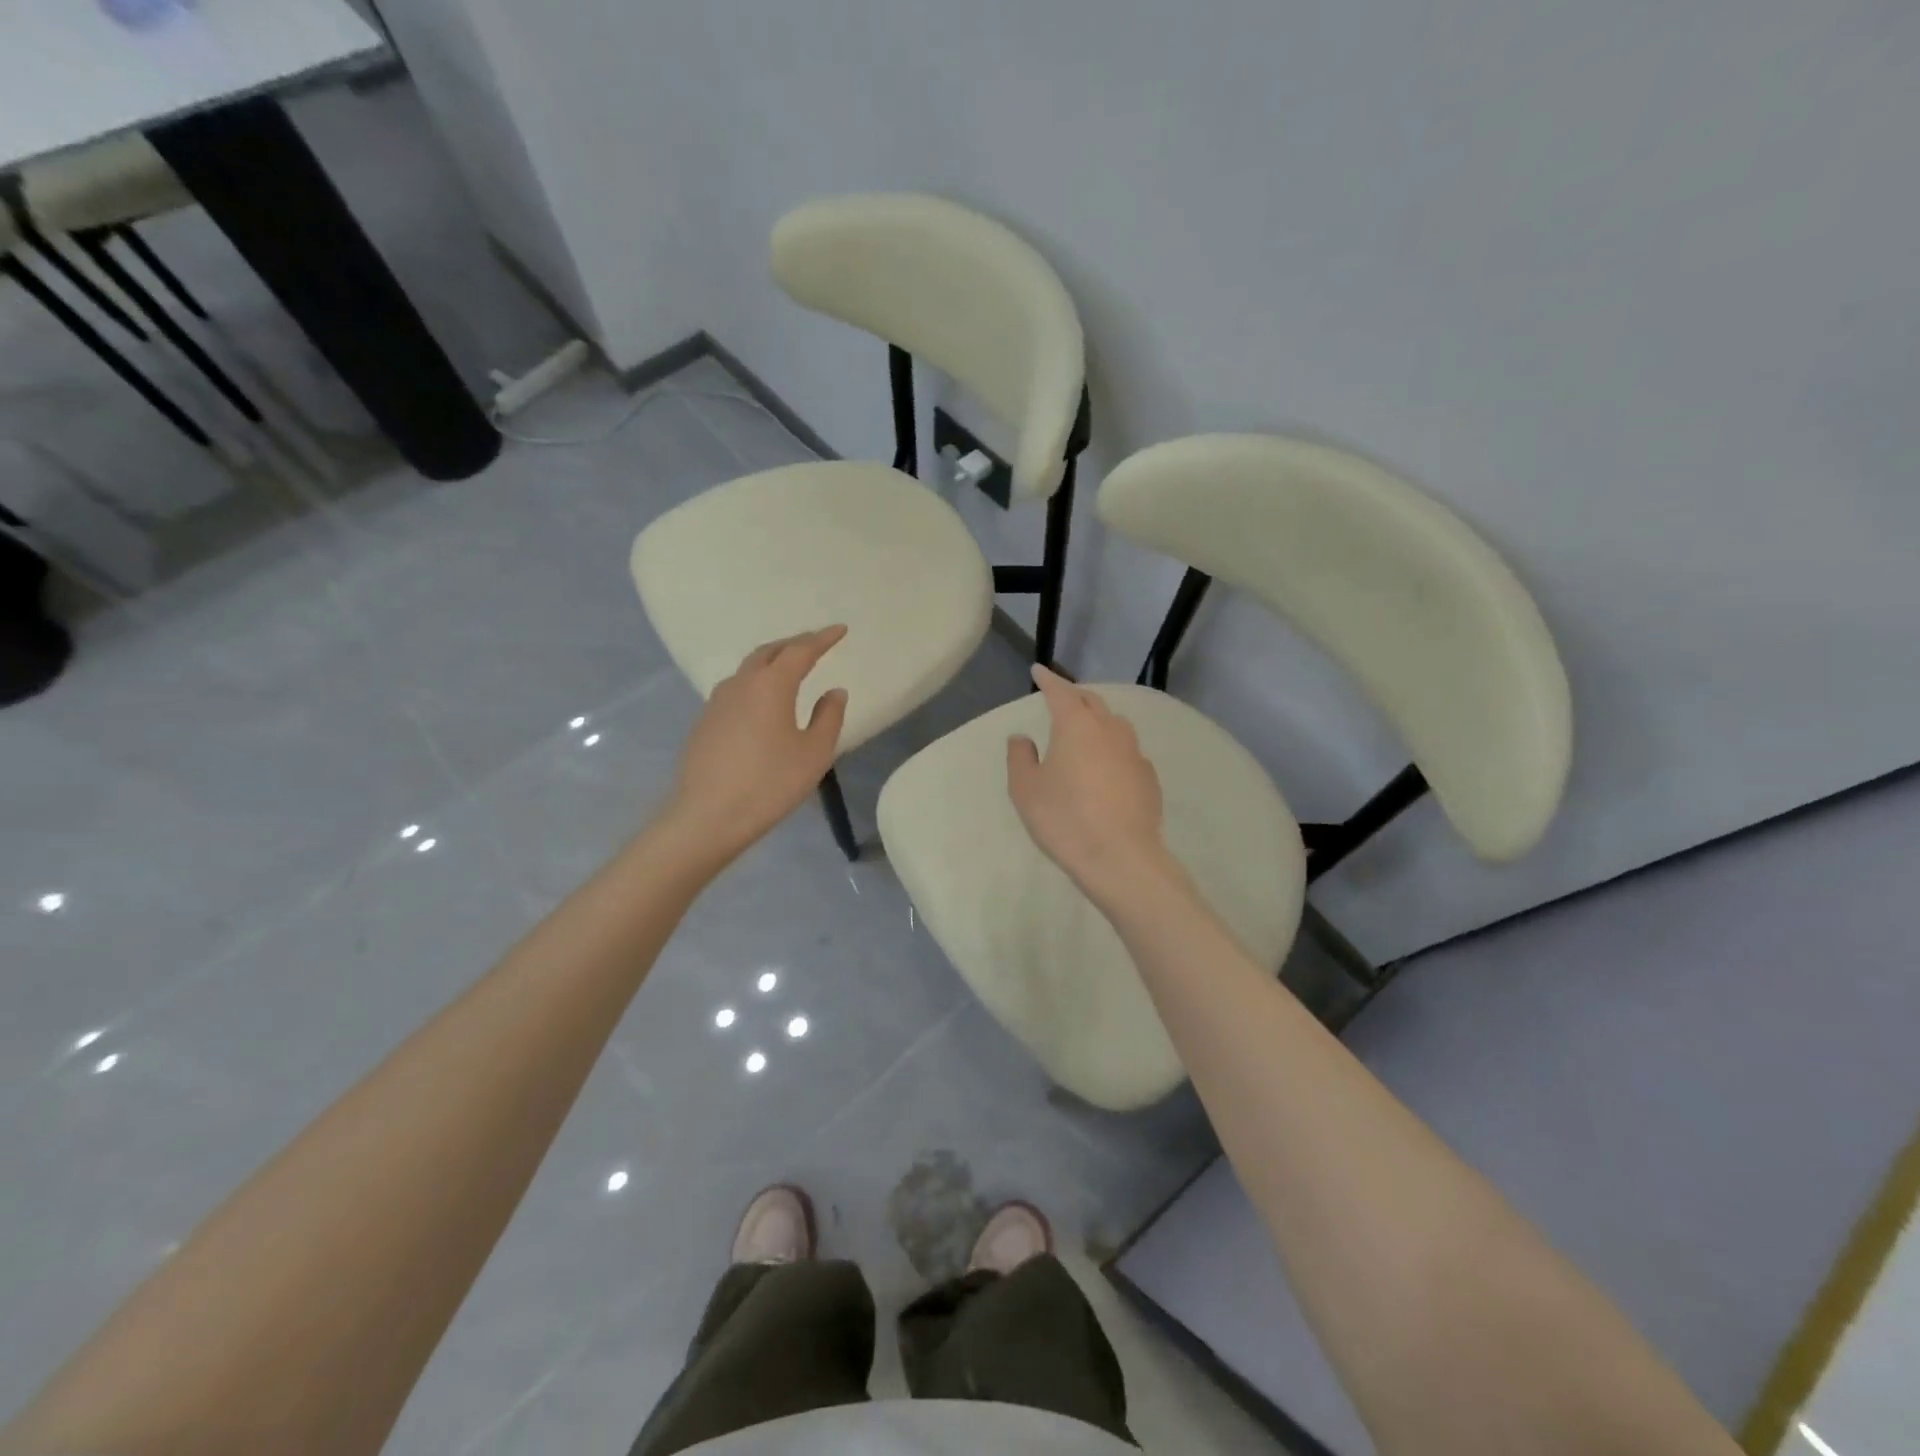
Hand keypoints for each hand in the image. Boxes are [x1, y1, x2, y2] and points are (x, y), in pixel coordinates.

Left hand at [666, 627, 849, 862]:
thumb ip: (829, 717)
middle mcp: (741, 683)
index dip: (823, 638)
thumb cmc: (770, 783)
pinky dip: (756, 682)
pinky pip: (736, 688)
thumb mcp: (814, 753)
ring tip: (790, 668)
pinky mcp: (705, 721)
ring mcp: (717, 701)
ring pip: (749, 668)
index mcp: (771, 684)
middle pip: (770, 651)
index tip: (841, 630)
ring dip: (772, 660)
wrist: (708, 816)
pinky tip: (763, 700)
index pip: (801, 650)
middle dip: (795, 643)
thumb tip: (834, 692)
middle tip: (816, 644)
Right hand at [1007, 666, 1178, 905]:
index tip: (1038, 671)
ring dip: (1098, 719)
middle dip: (1074, 696)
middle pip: (1092, 702)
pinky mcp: (1149, 777)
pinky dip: (1113, 747)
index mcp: (1077, 725)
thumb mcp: (1026, 790)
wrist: (1121, 858)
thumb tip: (1022, 738)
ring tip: (1085, 729)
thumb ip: (1020, 757)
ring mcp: (1134, 752)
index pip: (1061, 691)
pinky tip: (1106, 766)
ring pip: (1114, 724)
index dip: (1048, 679)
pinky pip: (1127, 750)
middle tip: (1060, 698)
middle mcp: (1110, 730)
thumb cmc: (1064, 819)